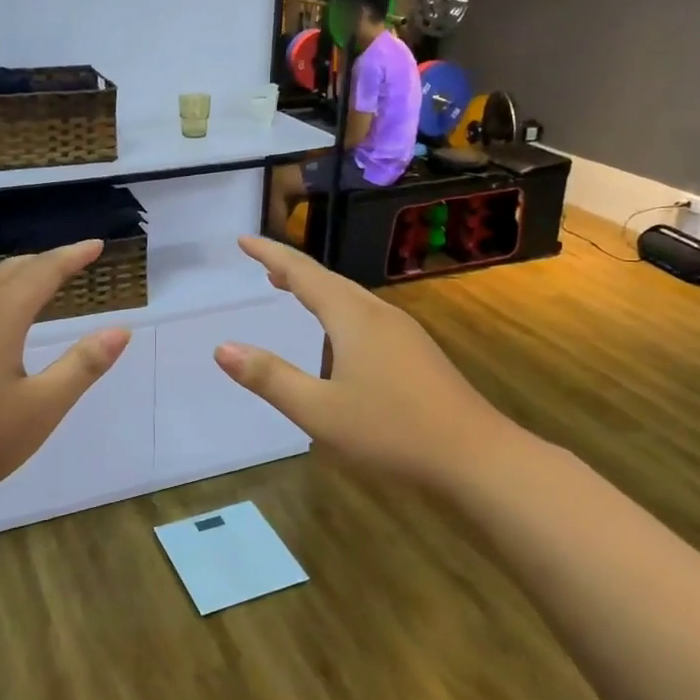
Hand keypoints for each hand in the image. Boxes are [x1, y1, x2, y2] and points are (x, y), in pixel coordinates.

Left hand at [0, 241, 129, 516]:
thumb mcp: (42, 408)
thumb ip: (82, 366)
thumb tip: (120, 330)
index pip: (43, 272)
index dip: (72, 256)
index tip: (97, 245)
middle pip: (10, 271)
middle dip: (45, 262)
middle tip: (73, 262)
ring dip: (14, 275)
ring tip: (34, 282)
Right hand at [214, 236, 511, 486]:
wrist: (477, 459)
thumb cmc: (391, 432)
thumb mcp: (318, 411)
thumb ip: (269, 377)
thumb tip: (222, 348)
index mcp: (352, 318)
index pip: (303, 273)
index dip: (270, 254)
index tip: (243, 240)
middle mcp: (379, 314)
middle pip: (329, 281)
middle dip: (293, 271)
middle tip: (264, 267)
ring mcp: (404, 333)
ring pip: (351, 299)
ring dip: (318, 292)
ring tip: (293, 293)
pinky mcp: (419, 354)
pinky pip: (367, 318)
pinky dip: (339, 313)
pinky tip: (339, 340)